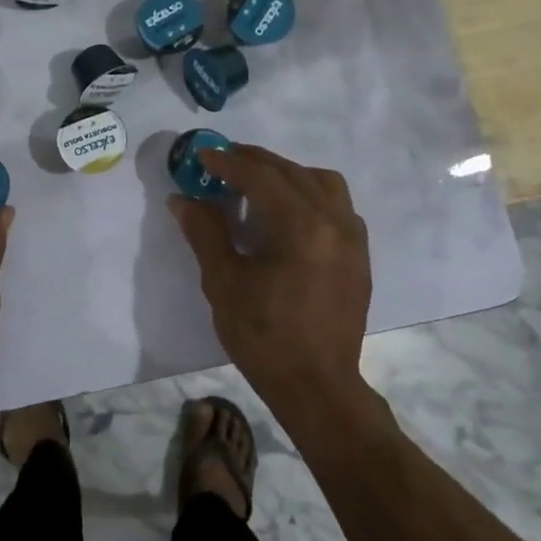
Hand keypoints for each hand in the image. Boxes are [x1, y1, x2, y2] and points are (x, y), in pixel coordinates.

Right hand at [169, 145, 371, 414]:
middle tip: (221, 162)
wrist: (316, 385)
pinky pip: (337, 206)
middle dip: (254, 161)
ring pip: (322, 183)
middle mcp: (334, 221)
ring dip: (287, 174)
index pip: (261, 176)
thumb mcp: (224, 282)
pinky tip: (288, 215)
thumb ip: (205, 233)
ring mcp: (352, 238)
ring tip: (257, 184)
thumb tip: (182, 198)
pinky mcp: (358, 256)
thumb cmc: (264, 335)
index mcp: (301, 226)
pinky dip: (310, 195)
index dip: (227, 162)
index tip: (201, 155)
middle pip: (292, 172)